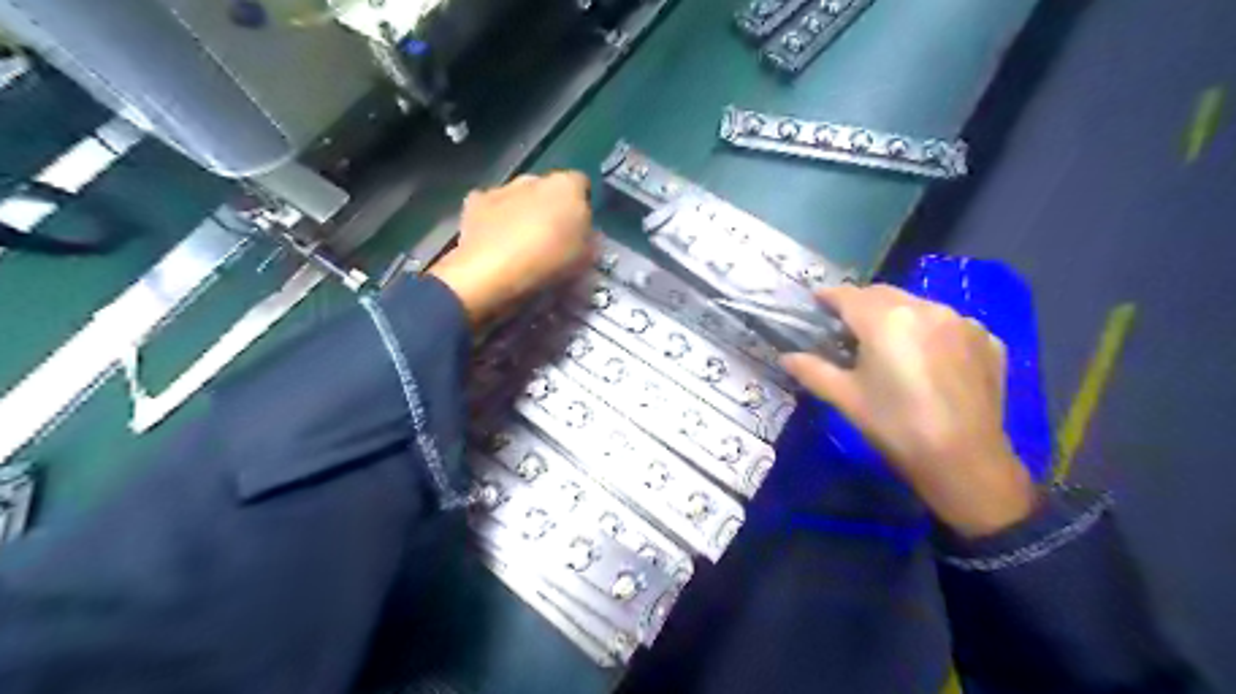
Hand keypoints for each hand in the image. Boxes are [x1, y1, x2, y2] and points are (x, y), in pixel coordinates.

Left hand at [429, 172, 595, 324]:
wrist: (493, 274)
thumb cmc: (549, 264)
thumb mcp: (586, 260)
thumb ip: (589, 241)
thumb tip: (586, 235)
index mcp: (567, 186)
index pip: (582, 185)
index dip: (582, 207)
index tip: (580, 231)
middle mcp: (534, 178)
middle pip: (548, 190)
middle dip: (550, 209)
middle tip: (551, 241)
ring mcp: (501, 188)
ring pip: (518, 198)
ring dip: (521, 214)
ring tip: (520, 247)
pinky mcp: (474, 203)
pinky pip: (491, 209)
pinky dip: (493, 222)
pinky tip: (494, 246)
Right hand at [780, 286, 1040, 538]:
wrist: (965, 461)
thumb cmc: (895, 427)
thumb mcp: (846, 398)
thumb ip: (812, 370)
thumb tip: (785, 357)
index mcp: (886, 319)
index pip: (848, 295)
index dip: (828, 296)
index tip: (816, 302)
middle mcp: (926, 308)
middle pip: (883, 294)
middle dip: (861, 304)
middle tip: (847, 327)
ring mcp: (962, 322)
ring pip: (918, 306)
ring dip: (897, 315)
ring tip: (889, 344)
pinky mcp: (988, 340)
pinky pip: (949, 325)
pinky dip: (931, 332)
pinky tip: (928, 360)